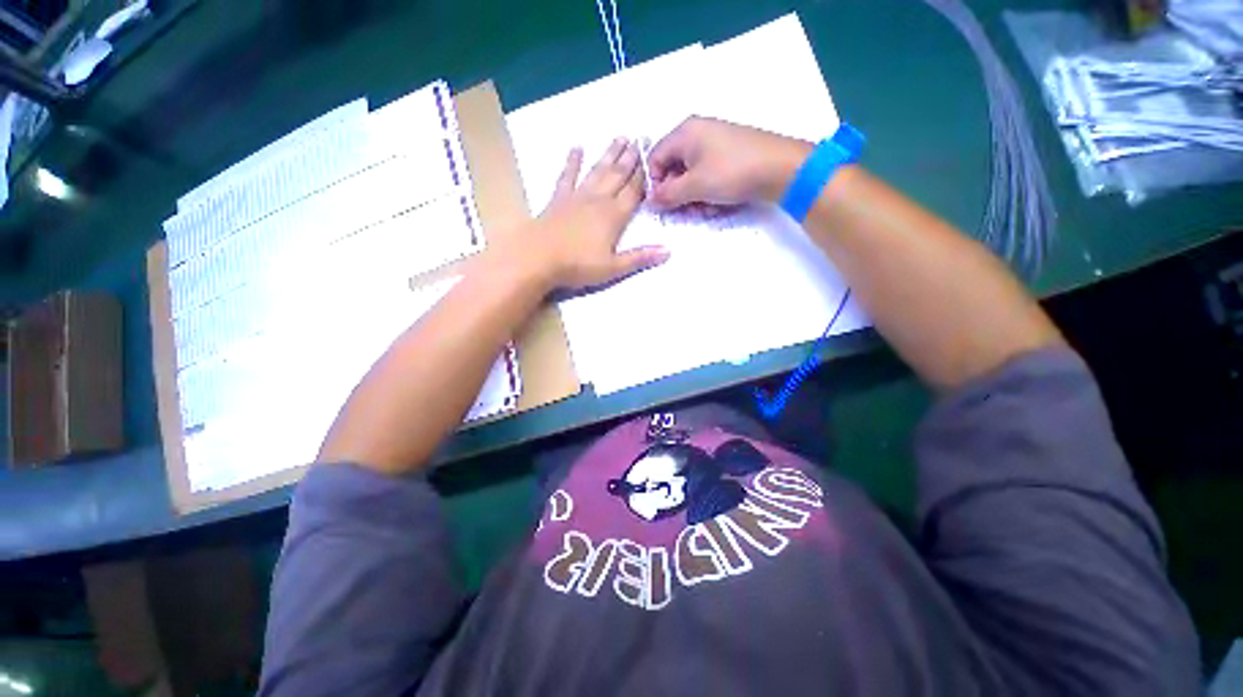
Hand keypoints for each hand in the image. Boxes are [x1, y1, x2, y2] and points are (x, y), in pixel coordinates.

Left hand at [514, 138, 667, 289]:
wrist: (538, 258)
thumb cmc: (578, 265)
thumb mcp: (613, 268)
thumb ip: (640, 258)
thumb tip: (668, 251)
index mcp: (613, 217)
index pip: (633, 193)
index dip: (644, 177)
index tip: (652, 160)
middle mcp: (598, 201)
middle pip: (617, 176)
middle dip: (630, 159)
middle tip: (639, 139)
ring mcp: (577, 197)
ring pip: (598, 171)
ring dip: (609, 155)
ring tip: (619, 138)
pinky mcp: (558, 199)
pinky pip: (567, 176)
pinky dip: (572, 162)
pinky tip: (576, 148)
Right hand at [649, 117, 811, 208]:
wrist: (780, 168)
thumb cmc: (731, 172)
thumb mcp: (695, 187)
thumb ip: (668, 195)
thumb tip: (650, 200)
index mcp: (685, 133)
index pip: (655, 159)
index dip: (656, 184)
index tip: (664, 205)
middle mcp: (698, 134)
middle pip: (674, 168)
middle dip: (678, 194)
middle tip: (687, 211)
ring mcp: (716, 144)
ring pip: (692, 176)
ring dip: (694, 198)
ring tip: (707, 209)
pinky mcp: (730, 155)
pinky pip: (709, 175)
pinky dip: (709, 191)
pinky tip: (719, 204)